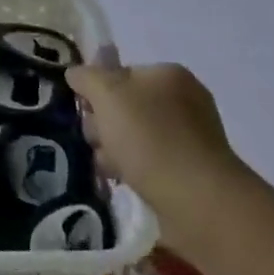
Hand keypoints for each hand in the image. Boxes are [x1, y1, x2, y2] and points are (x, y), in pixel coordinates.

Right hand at [66, 61, 245, 223]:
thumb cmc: (149, 138)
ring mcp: (190, 137)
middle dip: (104, 125)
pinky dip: (134, 170)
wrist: (197, 200)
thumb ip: (87, 77)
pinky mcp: (190, 171)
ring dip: (114, 150)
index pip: (119, 73)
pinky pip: (150, 162)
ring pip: (134, 136)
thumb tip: (76, 74)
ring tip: (110, 168)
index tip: (87, 112)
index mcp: (168, 75)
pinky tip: (124, 181)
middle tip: (98, 142)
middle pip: (125, 106)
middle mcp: (183, 100)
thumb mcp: (107, 94)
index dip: (97, 91)